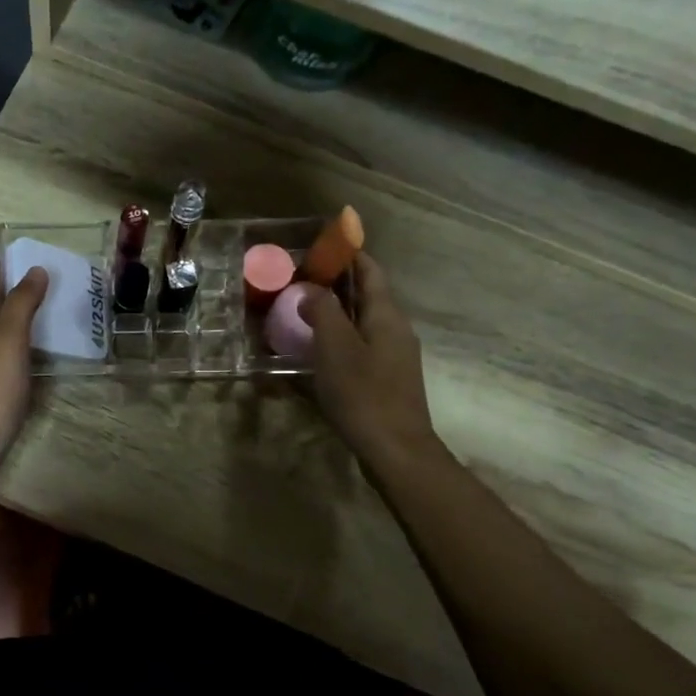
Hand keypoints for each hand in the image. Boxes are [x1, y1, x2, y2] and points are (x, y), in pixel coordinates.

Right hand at [302, 253, 440, 467]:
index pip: (370, 271)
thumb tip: (311, 290)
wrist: (395, 450)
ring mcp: (393, 356)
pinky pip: (359, 347)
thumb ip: (323, 312)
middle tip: (300, 279)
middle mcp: (394, 330)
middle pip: (366, 296)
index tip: (321, 245)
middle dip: (336, 284)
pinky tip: (315, 351)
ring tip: (301, 311)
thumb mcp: (335, 348)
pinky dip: (338, 339)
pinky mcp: (385, 380)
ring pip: (361, 323)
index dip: (349, 254)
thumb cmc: (364, 394)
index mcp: (387, 316)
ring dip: (335, 313)